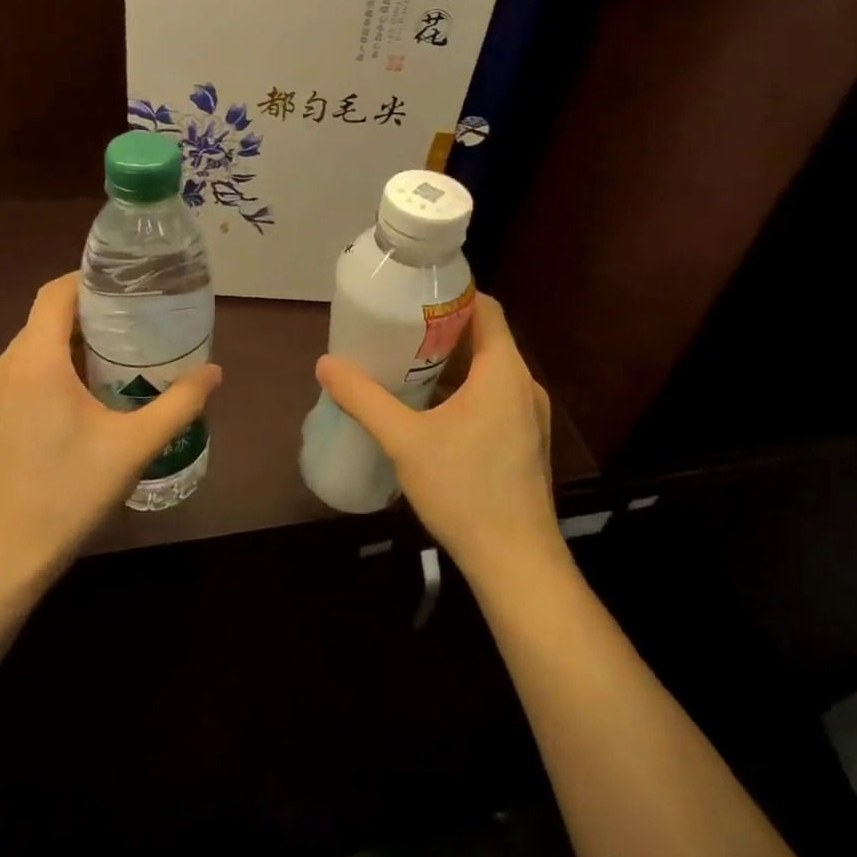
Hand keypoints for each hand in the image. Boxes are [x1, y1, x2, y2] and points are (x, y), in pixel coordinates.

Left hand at [0, 273, 221, 591]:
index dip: (88, 279)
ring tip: (113, 360)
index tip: (125, 284)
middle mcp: (3, 368)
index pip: (56, 294)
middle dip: (88, 315)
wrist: (0, 559)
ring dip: (67, 346)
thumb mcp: (134, 447)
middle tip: (134, 324)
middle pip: (44, 320)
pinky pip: (18, 377)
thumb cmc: (68, 495)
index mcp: (35, 362)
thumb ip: (179, 405)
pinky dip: (48, 372)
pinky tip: (79, 402)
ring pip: (30, 350)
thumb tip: (214, 371)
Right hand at [314, 293, 560, 583]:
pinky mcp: (527, 441)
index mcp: (504, 371)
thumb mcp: (405, 441)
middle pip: (487, 338)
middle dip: (443, 330)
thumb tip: (326, 363)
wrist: (515, 560)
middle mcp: (524, 384)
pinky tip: (433, 412)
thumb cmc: (464, 490)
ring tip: (409, 366)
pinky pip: (496, 397)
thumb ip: (364, 399)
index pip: (485, 308)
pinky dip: (466, 391)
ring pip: (491, 370)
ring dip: (454, 363)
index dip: (452, 295)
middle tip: (398, 331)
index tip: (413, 297)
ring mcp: (530, 415)